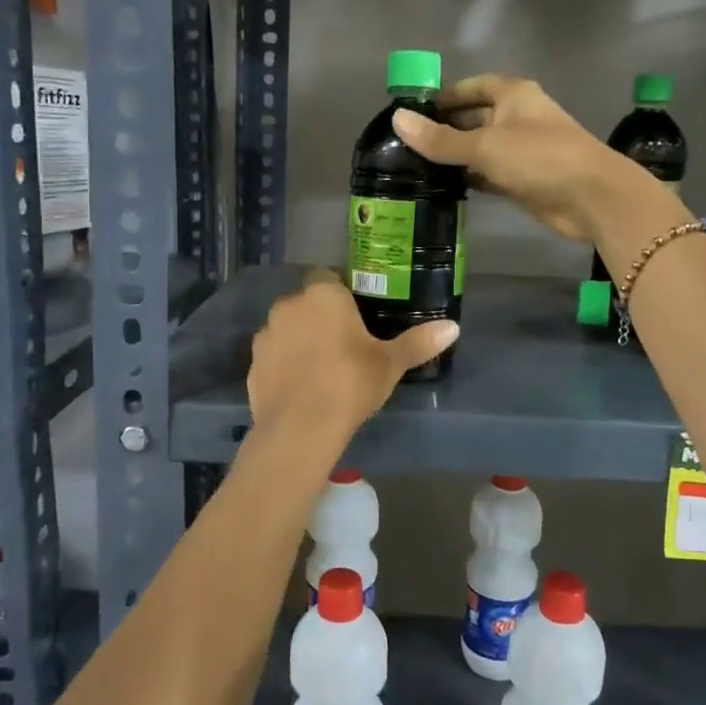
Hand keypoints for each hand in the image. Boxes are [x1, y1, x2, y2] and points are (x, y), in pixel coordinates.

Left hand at [247, 271, 457, 436]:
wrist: (300, 427)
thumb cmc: (349, 382)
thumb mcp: (389, 364)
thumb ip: (418, 342)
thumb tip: (454, 327)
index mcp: (322, 295)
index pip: (329, 277)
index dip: (341, 294)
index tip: (356, 315)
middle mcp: (289, 306)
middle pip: (306, 303)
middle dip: (320, 317)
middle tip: (344, 344)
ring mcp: (265, 335)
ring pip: (287, 329)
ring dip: (300, 340)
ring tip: (321, 368)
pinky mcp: (252, 365)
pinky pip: (273, 357)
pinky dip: (284, 366)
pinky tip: (301, 388)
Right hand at [393, 74, 645, 243]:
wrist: (591, 197)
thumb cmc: (539, 157)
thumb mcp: (484, 145)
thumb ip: (440, 138)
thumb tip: (398, 119)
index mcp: (512, 94)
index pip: (469, 88)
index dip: (442, 97)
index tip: (410, 112)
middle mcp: (516, 117)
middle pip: (472, 118)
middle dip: (443, 129)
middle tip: (404, 145)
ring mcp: (520, 150)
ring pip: (479, 149)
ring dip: (453, 157)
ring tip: (413, 168)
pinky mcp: (522, 180)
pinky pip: (487, 174)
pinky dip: (468, 178)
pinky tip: (441, 187)